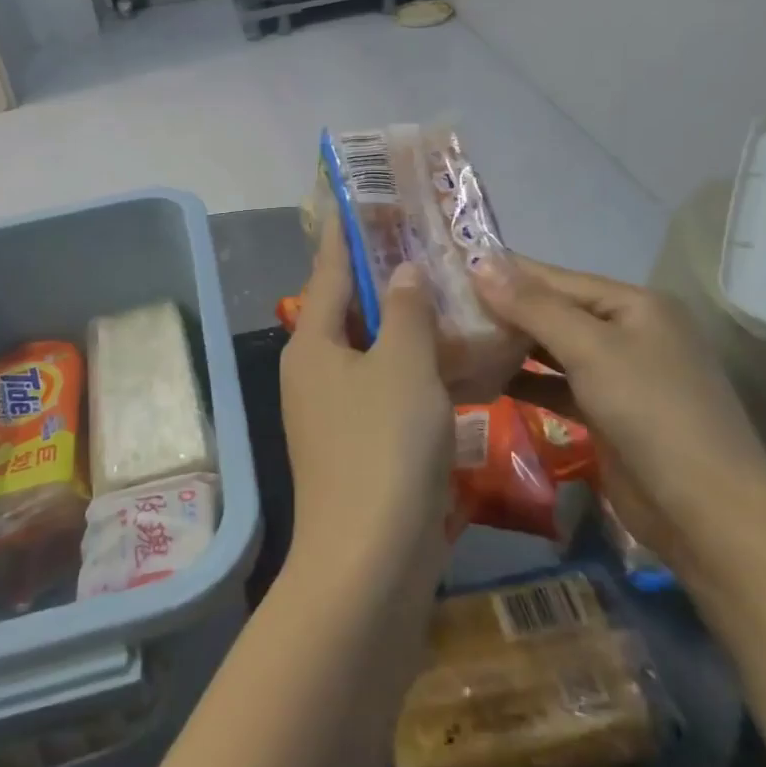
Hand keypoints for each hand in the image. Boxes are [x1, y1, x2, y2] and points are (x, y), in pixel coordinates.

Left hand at [279, 218, 455, 596]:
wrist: (369, 565)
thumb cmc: (383, 447)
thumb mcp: (403, 365)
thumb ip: (405, 312)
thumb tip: (402, 272)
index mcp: (313, 344)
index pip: (330, 271)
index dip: (347, 234)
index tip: (361, 200)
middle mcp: (314, 373)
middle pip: (350, 311)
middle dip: (385, 280)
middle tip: (425, 246)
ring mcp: (333, 415)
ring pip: (372, 353)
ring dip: (405, 327)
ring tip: (447, 296)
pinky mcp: (358, 449)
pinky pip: (385, 391)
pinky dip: (413, 371)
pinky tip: (452, 364)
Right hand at [473, 256, 765, 579]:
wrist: (708, 515)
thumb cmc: (653, 414)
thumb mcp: (592, 350)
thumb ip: (534, 307)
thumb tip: (480, 263)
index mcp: (634, 305)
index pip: (557, 278)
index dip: (505, 272)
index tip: (452, 265)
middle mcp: (627, 332)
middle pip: (553, 311)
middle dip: (503, 309)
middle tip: (442, 304)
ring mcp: (619, 375)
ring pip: (552, 350)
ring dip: (509, 345)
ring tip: (453, 336)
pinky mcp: (606, 414)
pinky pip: (556, 385)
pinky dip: (524, 382)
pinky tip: (483, 378)